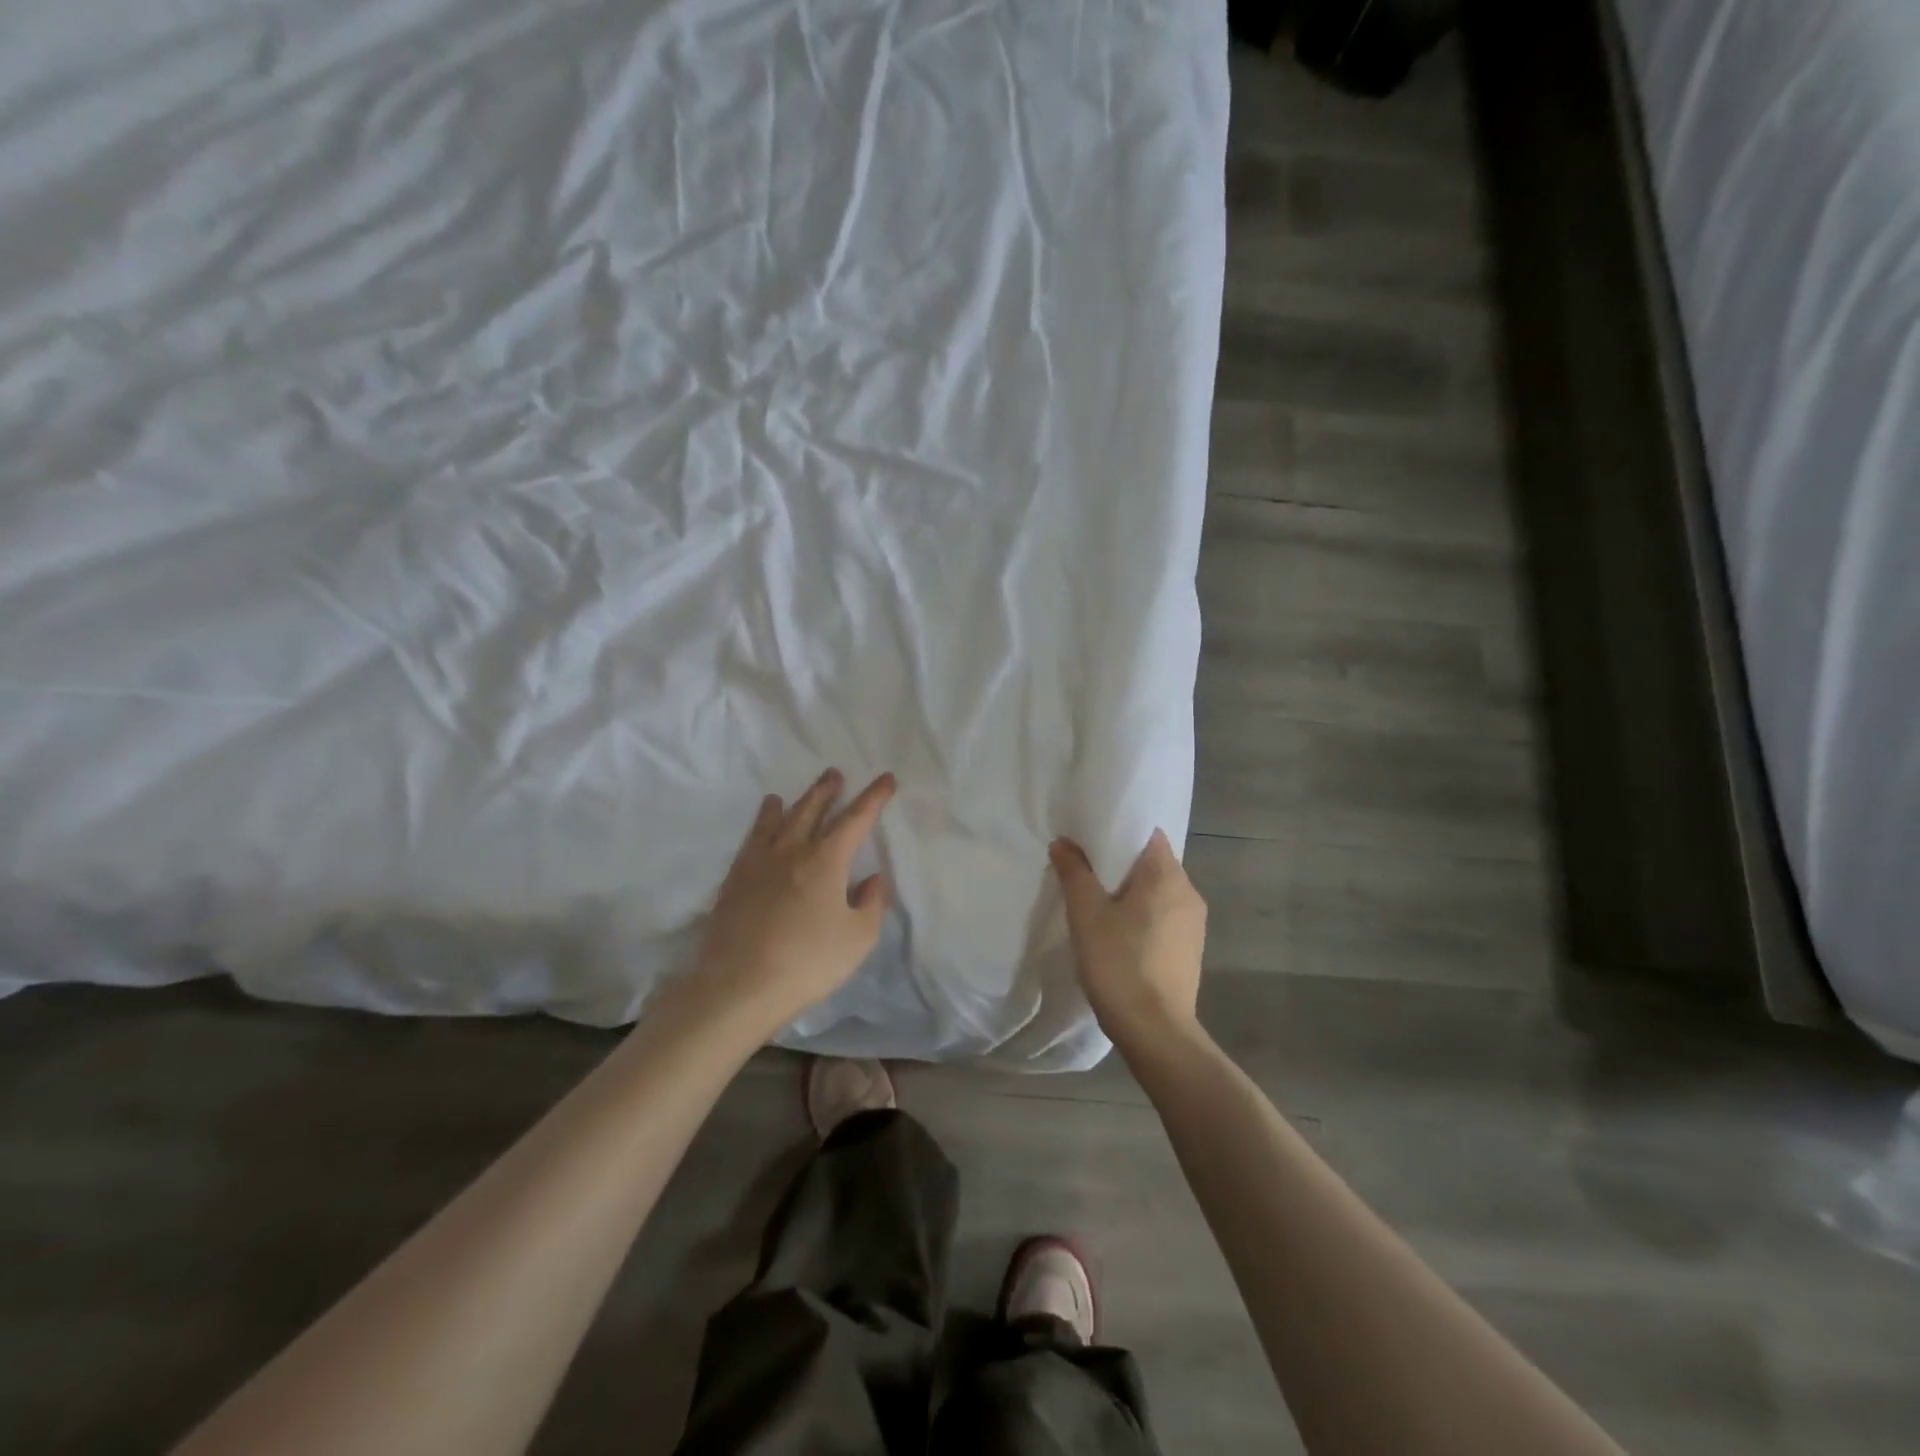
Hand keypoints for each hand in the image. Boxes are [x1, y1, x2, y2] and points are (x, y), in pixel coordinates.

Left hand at [686, 769, 896, 1038]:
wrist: (738, 986)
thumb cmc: (808, 963)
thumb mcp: (858, 938)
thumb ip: (871, 903)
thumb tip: (872, 879)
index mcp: (826, 861)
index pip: (856, 819)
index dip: (873, 798)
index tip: (886, 780)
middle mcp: (792, 851)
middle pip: (812, 810)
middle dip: (827, 791)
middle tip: (835, 774)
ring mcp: (758, 863)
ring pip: (778, 821)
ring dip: (793, 803)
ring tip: (793, 794)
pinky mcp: (734, 880)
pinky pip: (751, 840)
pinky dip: (761, 824)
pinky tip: (762, 824)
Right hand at [1050, 830, 1206, 1050]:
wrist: (1155, 1032)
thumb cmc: (1119, 963)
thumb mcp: (1086, 914)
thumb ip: (1075, 872)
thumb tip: (1064, 843)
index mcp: (1168, 876)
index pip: (1148, 834)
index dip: (1119, 832)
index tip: (1090, 841)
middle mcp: (1189, 892)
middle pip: (1153, 862)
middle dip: (1120, 865)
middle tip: (1085, 872)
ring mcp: (1194, 923)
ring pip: (1158, 891)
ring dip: (1131, 893)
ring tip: (1098, 904)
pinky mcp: (1190, 949)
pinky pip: (1163, 916)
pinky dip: (1142, 915)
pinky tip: (1118, 934)